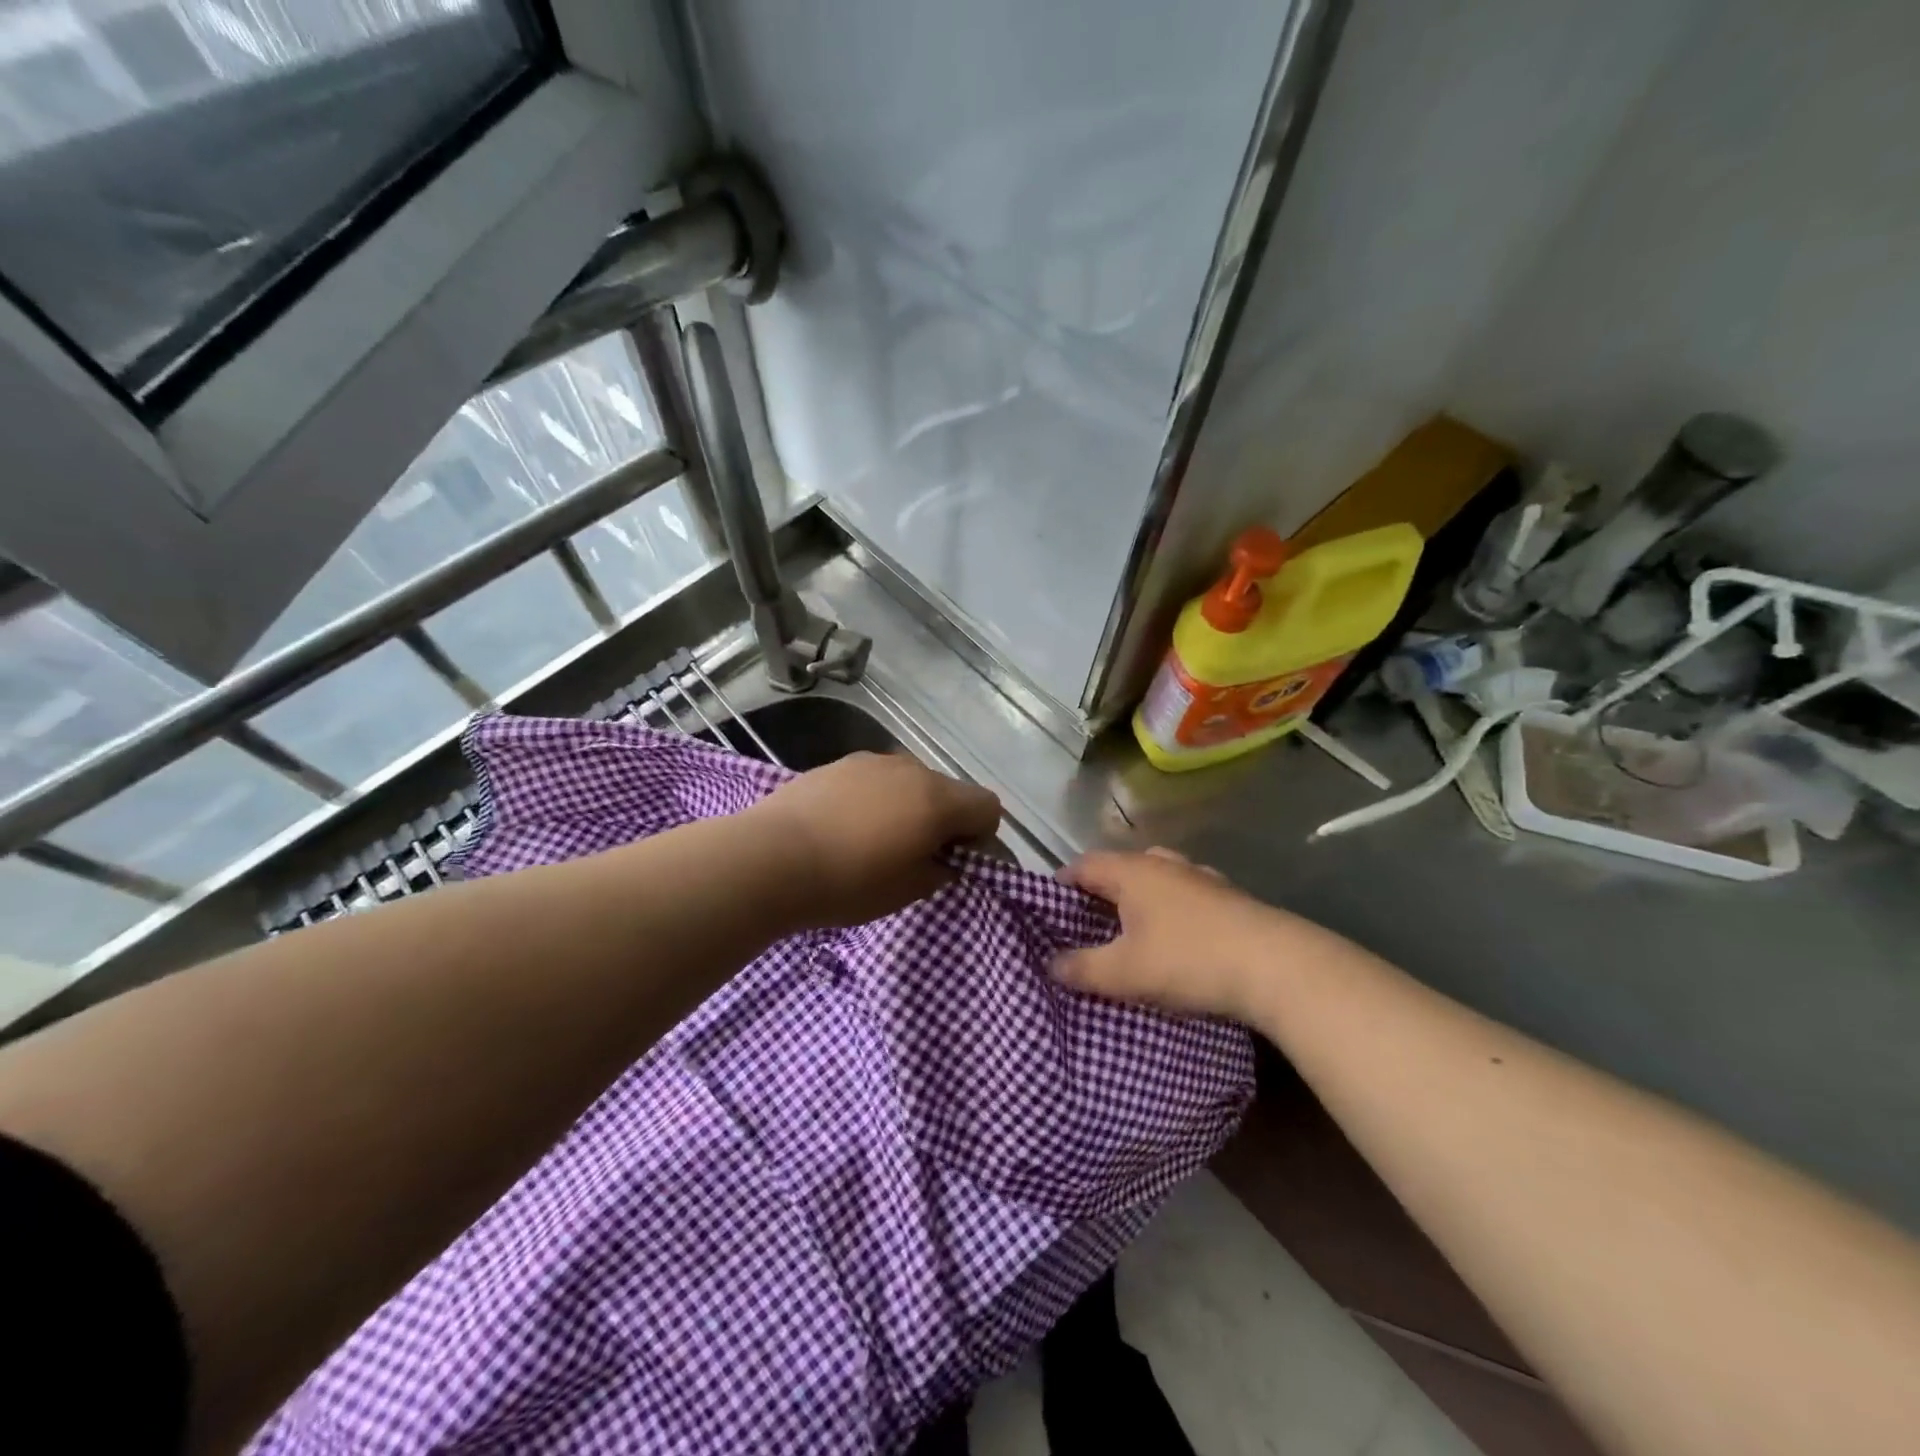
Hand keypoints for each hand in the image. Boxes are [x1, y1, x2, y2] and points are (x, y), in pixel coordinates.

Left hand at [749, 752, 1000, 928]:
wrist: (770, 858)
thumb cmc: (849, 882)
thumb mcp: (908, 890)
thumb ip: (941, 870)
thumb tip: (945, 858)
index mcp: (937, 799)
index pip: (988, 807)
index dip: (981, 838)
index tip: (953, 863)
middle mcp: (911, 769)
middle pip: (949, 791)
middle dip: (944, 821)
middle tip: (915, 857)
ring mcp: (872, 761)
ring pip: (910, 783)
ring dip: (909, 808)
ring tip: (874, 842)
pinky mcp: (838, 764)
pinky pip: (876, 781)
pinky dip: (876, 800)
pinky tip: (845, 828)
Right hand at [1052, 848, 1316, 1021]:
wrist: (1276, 966)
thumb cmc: (1188, 959)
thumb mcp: (1124, 972)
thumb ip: (1082, 968)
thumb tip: (1051, 964)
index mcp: (1133, 871)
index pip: (1084, 864)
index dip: (1062, 883)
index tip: (1050, 908)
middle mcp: (1165, 864)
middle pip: (1121, 868)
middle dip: (1101, 891)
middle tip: (1089, 922)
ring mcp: (1202, 878)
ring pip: (1158, 879)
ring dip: (1140, 899)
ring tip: (1132, 931)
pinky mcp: (1230, 898)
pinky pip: (1186, 897)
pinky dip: (1171, 911)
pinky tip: (1177, 940)